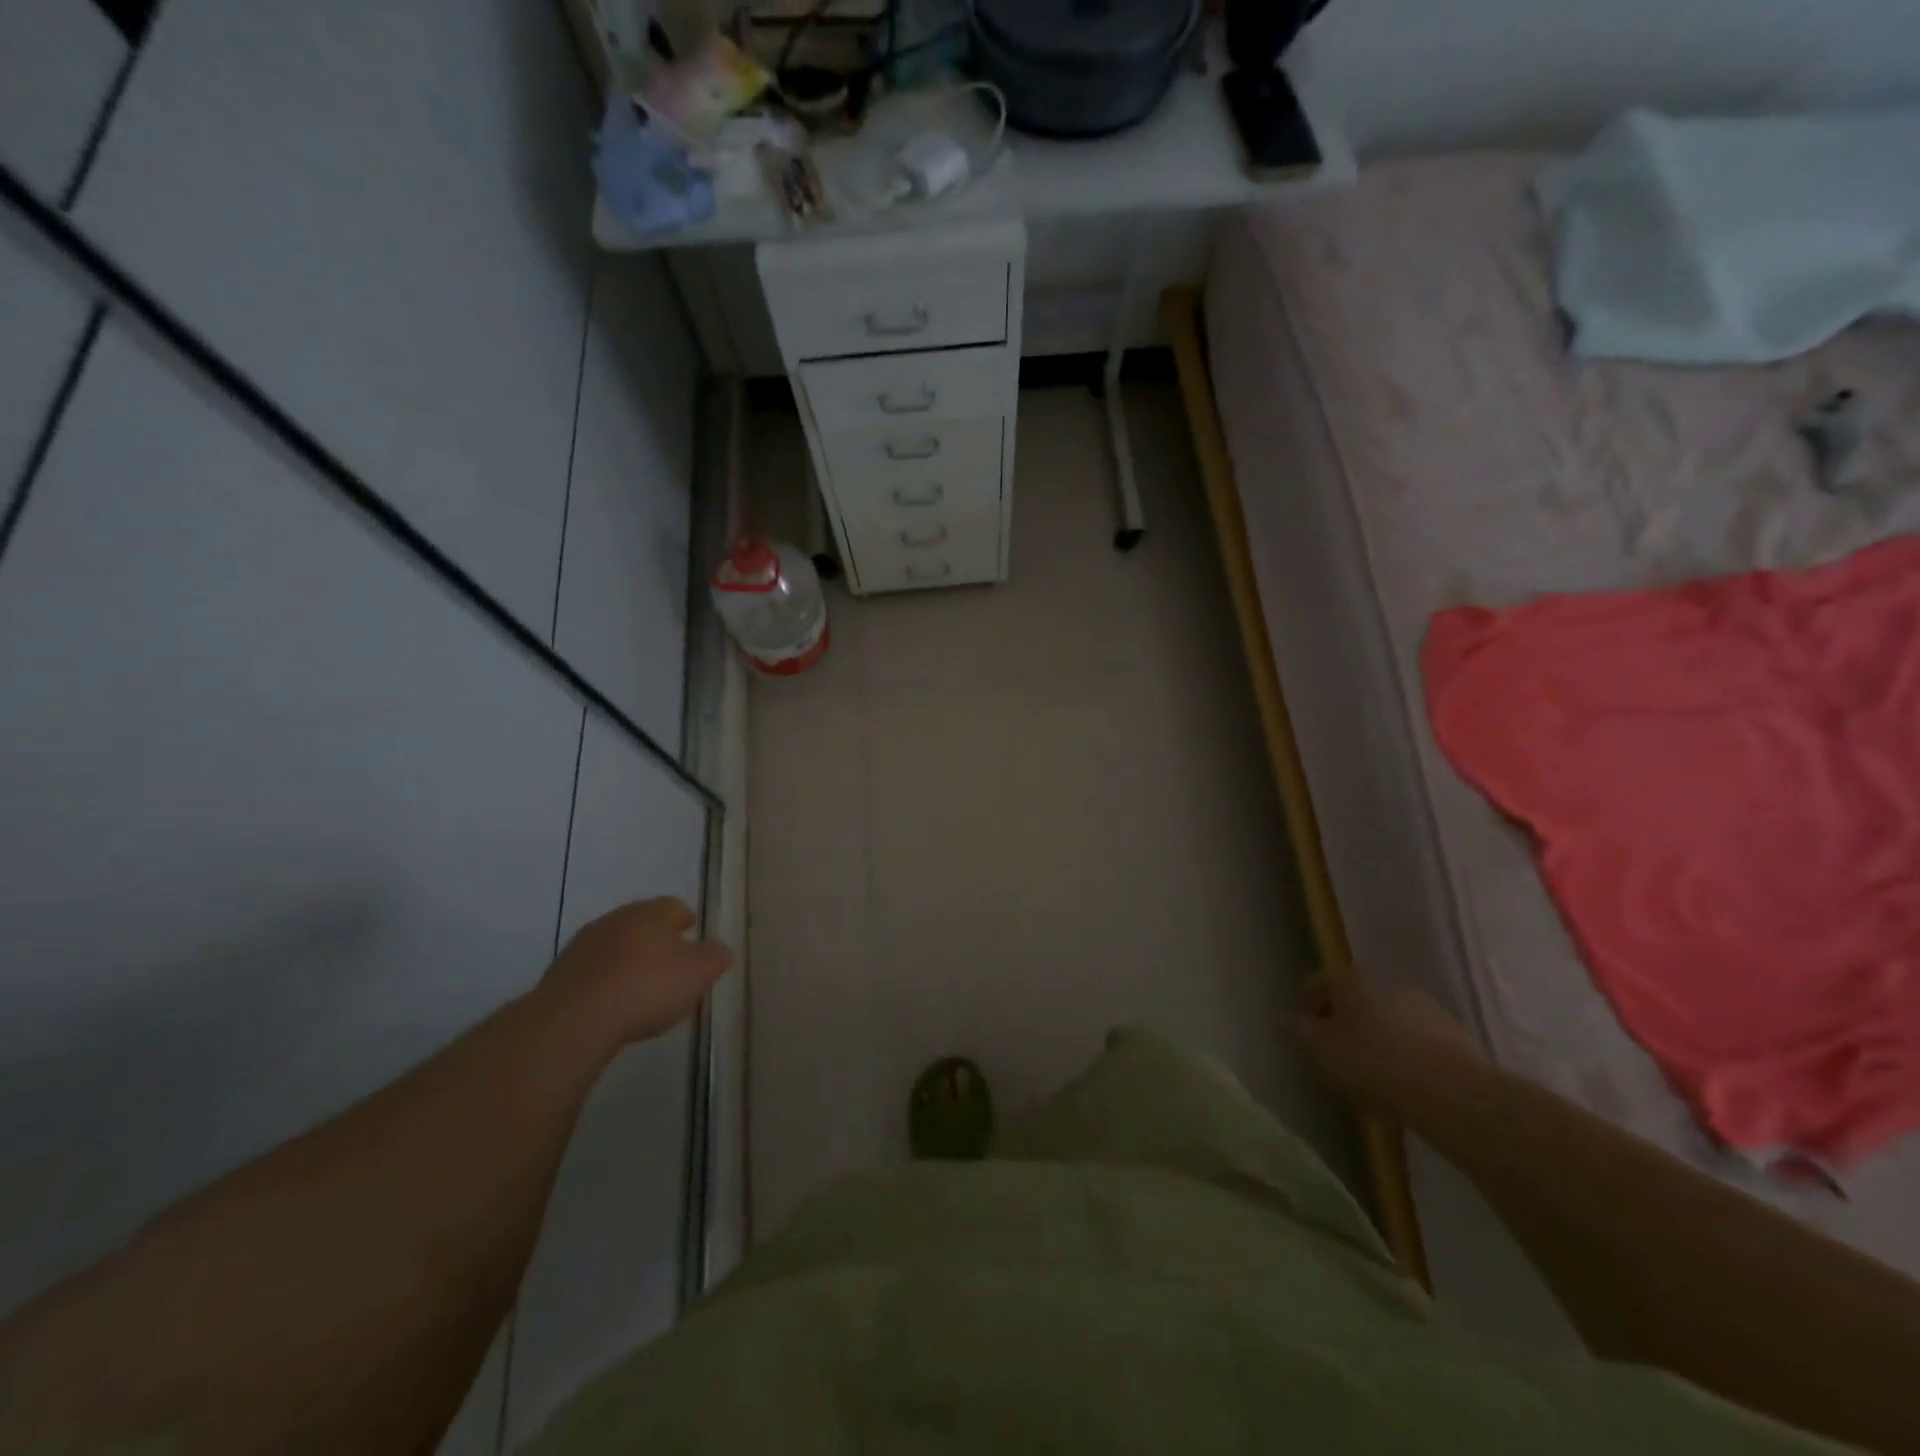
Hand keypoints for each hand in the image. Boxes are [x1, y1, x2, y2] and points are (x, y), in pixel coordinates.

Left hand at [542, 898, 730, 1046]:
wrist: (575, 1018)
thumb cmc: (647, 987)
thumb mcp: (698, 973)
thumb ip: (715, 957)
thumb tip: (719, 950)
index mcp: (651, 912)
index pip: (674, 906)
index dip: (686, 920)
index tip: (692, 933)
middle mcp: (617, 918)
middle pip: (643, 923)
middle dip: (657, 939)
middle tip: (671, 962)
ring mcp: (584, 944)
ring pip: (616, 945)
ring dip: (629, 959)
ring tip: (641, 986)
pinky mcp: (561, 972)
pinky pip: (593, 971)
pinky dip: (606, 980)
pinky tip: (614, 1003)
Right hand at [1295, 969, 1485, 1111]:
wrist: (1454, 1094)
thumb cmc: (1374, 1064)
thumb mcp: (1321, 1050)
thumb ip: (1303, 1032)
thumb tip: (1298, 1021)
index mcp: (1354, 982)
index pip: (1324, 978)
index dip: (1312, 998)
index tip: (1308, 1026)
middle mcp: (1390, 985)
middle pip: (1361, 998)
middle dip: (1349, 1020)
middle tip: (1340, 1051)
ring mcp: (1428, 1009)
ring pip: (1393, 1019)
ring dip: (1382, 1037)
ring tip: (1376, 1074)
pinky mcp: (1458, 1038)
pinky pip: (1421, 1042)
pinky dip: (1410, 1055)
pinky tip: (1407, 1084)